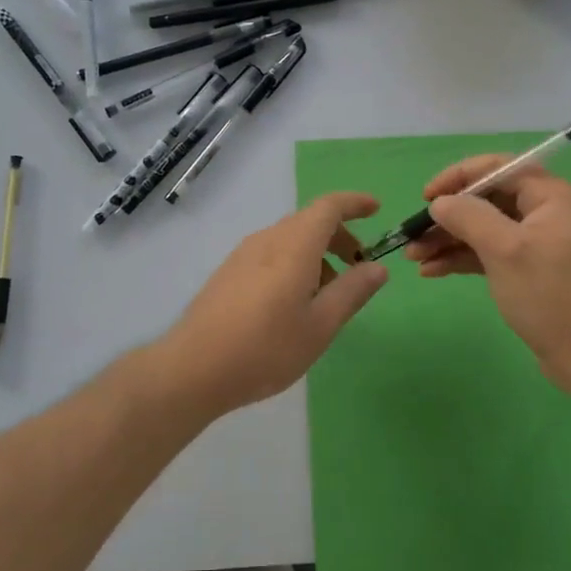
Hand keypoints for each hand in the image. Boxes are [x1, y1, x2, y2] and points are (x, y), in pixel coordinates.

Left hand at [159, 192, 388, 414]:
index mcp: (294, 245)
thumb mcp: (320, 326)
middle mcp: (267, 239)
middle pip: (308, 221)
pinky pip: (270, 253)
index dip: (354, 203)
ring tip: (327, 293)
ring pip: (288, 238)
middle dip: (338, 235)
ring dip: (316, 252)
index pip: (328, 207)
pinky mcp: (228, 272)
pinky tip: (293, 301)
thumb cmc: (265, 348)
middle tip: (357, 265)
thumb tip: (378, 267)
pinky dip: (293, 262)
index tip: (376, 209)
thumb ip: (351, 292)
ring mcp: (243, 254)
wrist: (193, 368)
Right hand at [407, 158, 570, 390]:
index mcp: (549, 197)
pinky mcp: (529, 271)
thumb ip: (469, 217)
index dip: (458, 177)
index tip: (427, 197)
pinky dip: (462, 259)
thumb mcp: (505, 250)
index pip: (498, 168)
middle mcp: (545, 213)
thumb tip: (439, 203)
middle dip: (448, 216)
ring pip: (484, 229)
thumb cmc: (550, 294)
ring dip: (448, 240)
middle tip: (413, 234)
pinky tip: (432, 271)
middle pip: (487, 201)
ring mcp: (537, 244)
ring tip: (414, 257)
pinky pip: (489, 254)